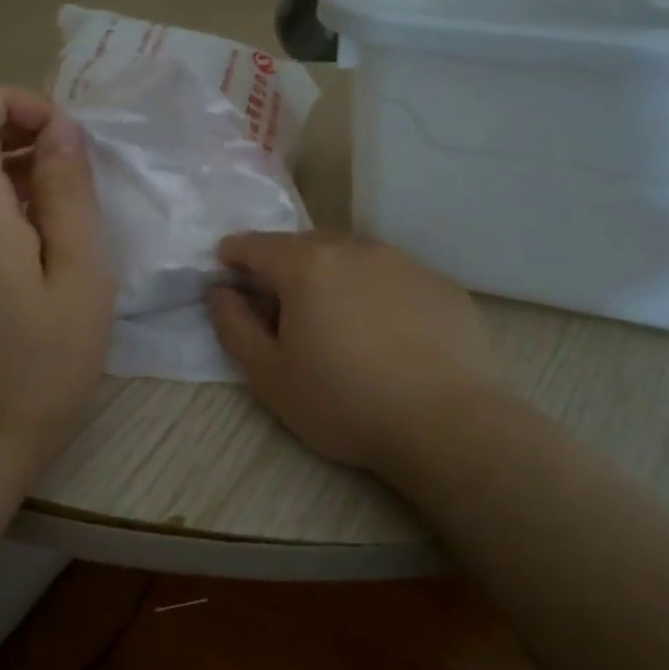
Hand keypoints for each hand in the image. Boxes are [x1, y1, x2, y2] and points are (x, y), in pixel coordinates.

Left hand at [0, 87, 115, 471]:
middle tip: (75, 168)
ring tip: (70, 206)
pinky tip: (44, 240)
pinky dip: (4, 199)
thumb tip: (60, 131)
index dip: (10, 101)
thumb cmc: (44, 364)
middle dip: (18, 129)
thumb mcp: (79, 277)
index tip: (61, 136)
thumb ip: (68, 195)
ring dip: (15, 166)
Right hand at [208, 232, 506, 477]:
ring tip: (336, 316)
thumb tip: (220, 291)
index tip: (227, 266)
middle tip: (281, 301)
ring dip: (334, 275)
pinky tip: (386, 332)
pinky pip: (393, 277)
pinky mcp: (441, 284)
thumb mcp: (269, 376)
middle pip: (306, 245)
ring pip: (353, 257)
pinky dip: (376, 292)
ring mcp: (404, 263)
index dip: (235, 253)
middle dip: (284, 264)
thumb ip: (233, 326)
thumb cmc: (344, 403)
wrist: (448, 424)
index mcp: (307, 266)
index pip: (257, 245)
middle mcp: (355, 249)